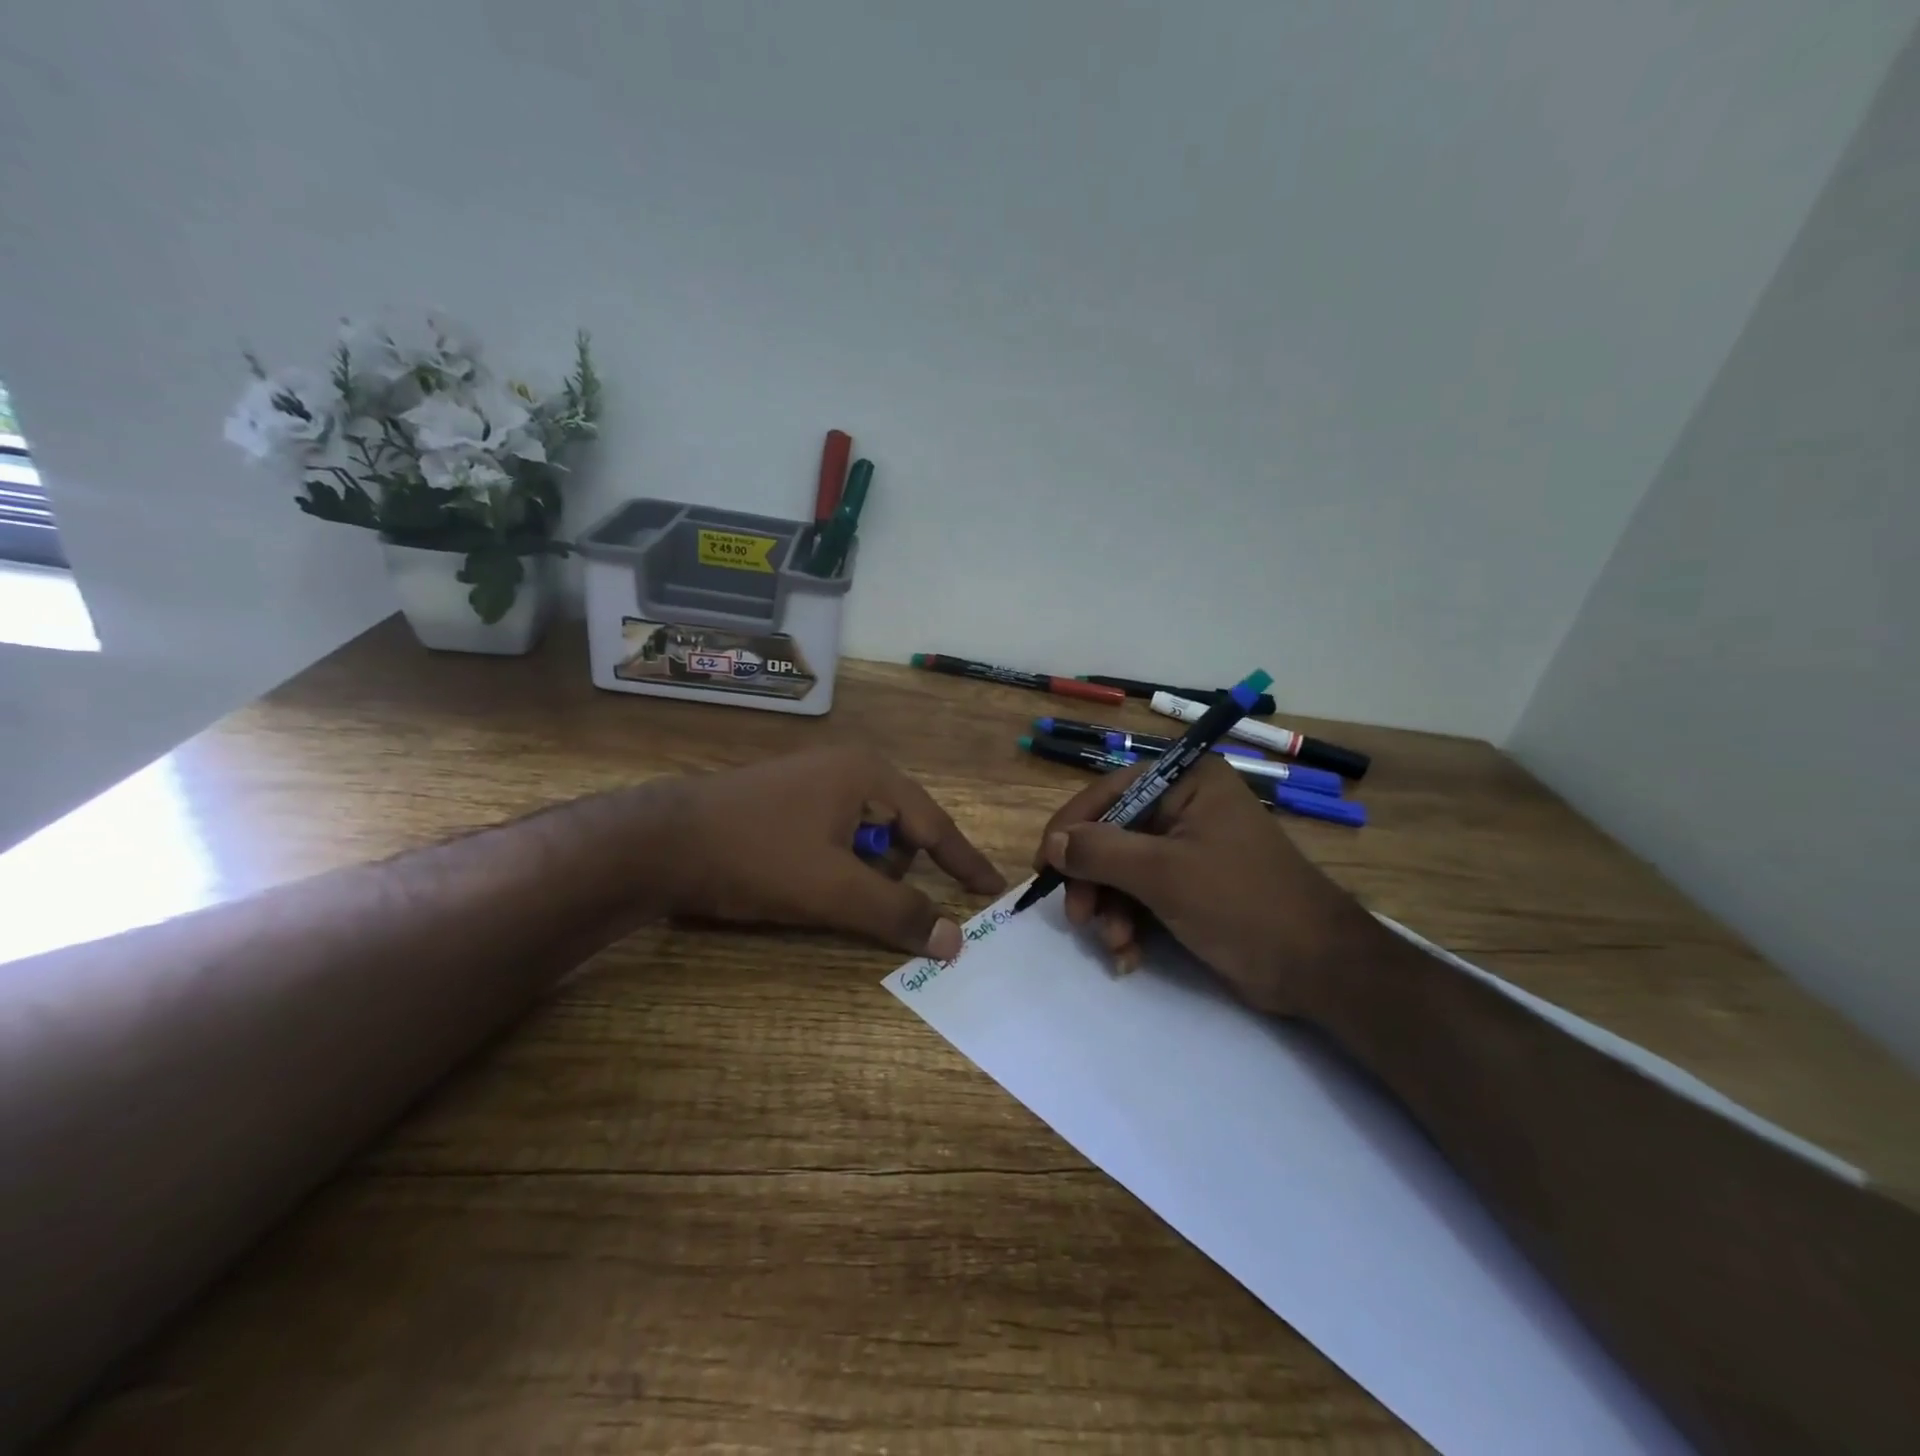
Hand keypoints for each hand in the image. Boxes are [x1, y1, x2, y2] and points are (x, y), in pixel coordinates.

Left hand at [658, 747, 1005, 958]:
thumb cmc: (757, 856)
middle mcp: (848, 770)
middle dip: (895, 874)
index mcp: (869, 775)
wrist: (658, 842)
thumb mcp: (833, 890)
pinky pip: (835, 839)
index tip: (992, 888)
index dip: (964, 861)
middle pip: (899, 831)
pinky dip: (837, 868)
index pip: (934, 824)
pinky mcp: (787, 804)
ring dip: (862, 874)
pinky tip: (807, 886)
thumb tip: (956, 941)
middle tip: (872, 906)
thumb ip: (898, 913)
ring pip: (865, 839)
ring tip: (828, 897)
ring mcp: (814, 784)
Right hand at [1031, 755, 1378, 1017]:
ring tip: (1115, 945)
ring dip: (1110, 910)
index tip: (1044, 865)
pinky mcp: (1192, 887)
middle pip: (1113, 834)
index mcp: (1188, 783)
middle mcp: (1187, 807)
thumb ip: (1101, 851)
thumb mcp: (1163, 873)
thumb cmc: (1241, 903)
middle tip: (1079, 918)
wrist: (1318, 969)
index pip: (1111, 791)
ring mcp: (1190, 849)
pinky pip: (1143, 896)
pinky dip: (1129, 924)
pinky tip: (1128, 956)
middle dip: (1094, 880)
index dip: (1072, 826)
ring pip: (1123, 871)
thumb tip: (1053, 844)